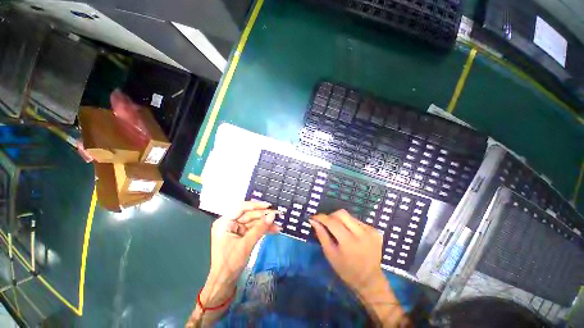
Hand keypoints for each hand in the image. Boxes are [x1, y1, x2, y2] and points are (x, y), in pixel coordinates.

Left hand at [203, 201, 279, 300]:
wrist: (224, 282)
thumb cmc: (230, 263)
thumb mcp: (246, 244)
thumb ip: (260, 228)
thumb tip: (272, 216)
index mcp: (224, 222)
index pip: (241, 208)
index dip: (255, 205)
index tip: (268, 206)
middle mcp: (229, 223)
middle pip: (249, 214)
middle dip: (263, 216)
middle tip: (277, 215)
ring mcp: (235, 229)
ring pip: (253, 222)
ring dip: (265, 224)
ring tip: (278, 225)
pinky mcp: (241, 235)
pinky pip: (253, 229)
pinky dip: (263, 229)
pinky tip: (273, 230)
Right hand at [310, 210, 407, 326]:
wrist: (370, 280)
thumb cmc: (346, 270)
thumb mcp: (330, 254)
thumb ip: (321, 235)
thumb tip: (313, 220)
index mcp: (349, 242)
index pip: (332, 222)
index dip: (321, 217)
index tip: (314, 217)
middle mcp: (362, 234)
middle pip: (342, 213)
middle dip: (331, 216)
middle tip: (326, 224)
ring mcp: (371, 231)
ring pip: (349, 216)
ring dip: (341, 220)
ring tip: (339, 231)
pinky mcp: (375, 231)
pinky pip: (358, 221)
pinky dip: (350, 224)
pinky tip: (350, 234)